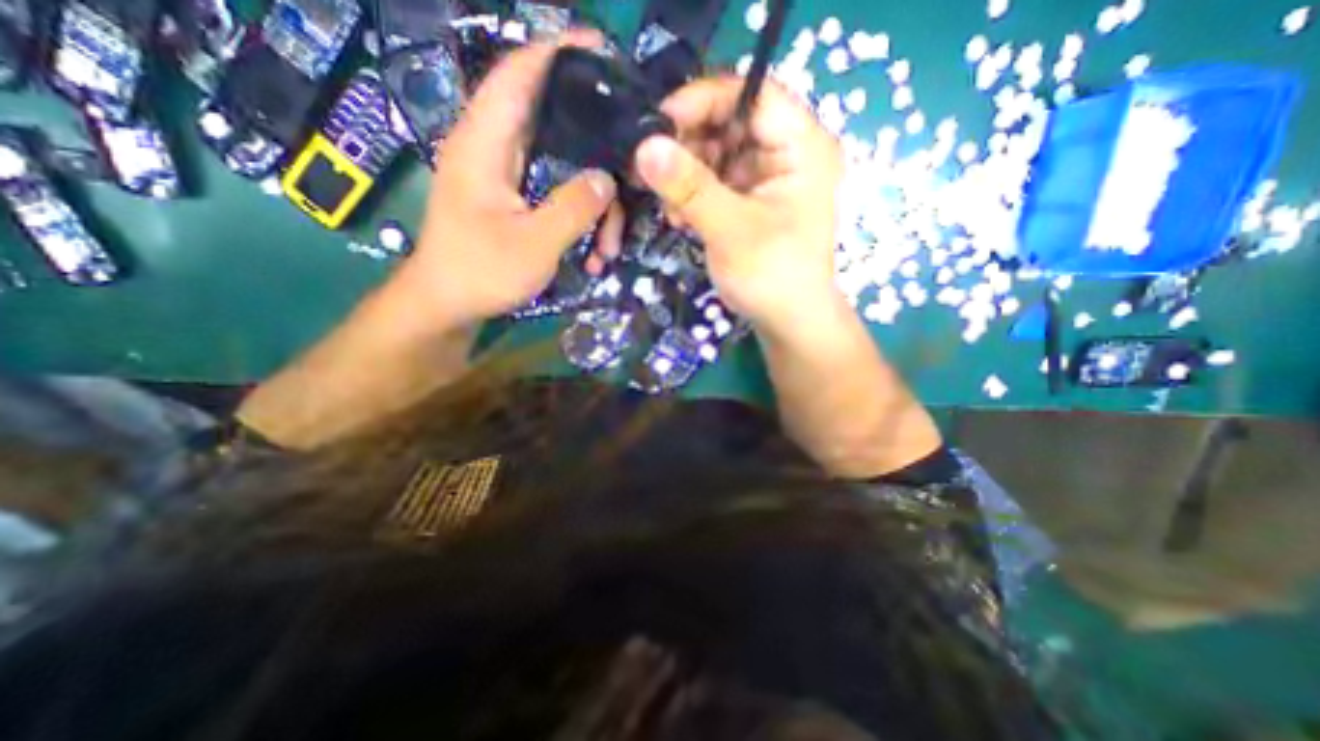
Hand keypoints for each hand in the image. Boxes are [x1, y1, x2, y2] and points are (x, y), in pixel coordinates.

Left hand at [394, 33, 625, 332]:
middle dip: (594, 144)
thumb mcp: (535, 244)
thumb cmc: (480, 272)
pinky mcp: (513, 200)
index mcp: (484, 142)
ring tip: (610, 244)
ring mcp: (505, 177)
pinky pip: (556, 193)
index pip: (520, 73)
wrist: (447, 306)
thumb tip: (607, 178)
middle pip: (552, 123)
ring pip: (561, 167)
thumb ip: (573, 207)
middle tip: (629, 165)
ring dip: (593, 203)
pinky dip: (579, 217)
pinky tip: (593, 251)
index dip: (560, 53)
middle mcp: (493, 149)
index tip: (604, 52)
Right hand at [631, 74, 838, 336]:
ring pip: (717, 152)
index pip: (753, 94)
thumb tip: (643, 146)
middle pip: (731, 122)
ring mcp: (767, 177)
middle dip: (688, 144)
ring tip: (670, 206)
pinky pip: (715, 179)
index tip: (658, 123)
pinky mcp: (750, 199)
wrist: (788, 321)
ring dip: (686, 173)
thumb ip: (690, 187)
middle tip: (652, 170)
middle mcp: (787, 153)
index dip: (704, 100)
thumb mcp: (731, 230)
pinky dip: (693, 193)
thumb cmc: (772, 276)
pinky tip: (680, 216)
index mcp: (802, 147)